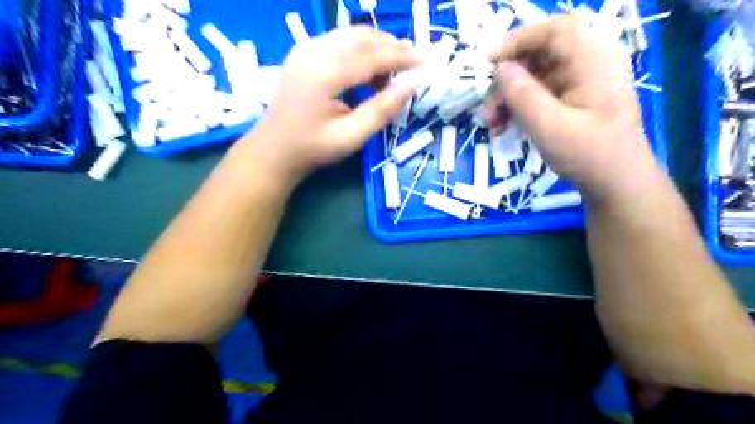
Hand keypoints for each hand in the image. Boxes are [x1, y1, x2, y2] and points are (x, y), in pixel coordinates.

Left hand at [244, 26, 420, 182]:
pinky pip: (340, 41)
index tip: (426, 63)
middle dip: (392, 48)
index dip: (402, 57)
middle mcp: (313, 51)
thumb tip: (410, 87)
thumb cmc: (313, 148)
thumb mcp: (351, 137)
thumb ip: (381, 111)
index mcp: (324, 73)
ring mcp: (306, 48)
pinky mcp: (305, 52)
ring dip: (377, 48)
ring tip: (391, 75)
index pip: (372, 54)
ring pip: (352, 35)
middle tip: (412, 67)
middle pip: (362, 36)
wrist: (274, 149)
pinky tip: (368, 74)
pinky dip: (361, 51)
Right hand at [486, 13, 659, 201]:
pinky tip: (504, 127)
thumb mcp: (550, 127)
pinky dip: (519, 107)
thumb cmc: (589, 155)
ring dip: (509, 97)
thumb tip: (500, 70)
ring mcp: (581, 83)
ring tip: (492, 124)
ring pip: (535, 76)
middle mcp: (588, 63)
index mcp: (593, 59)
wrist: (617, 184)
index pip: (553, 31)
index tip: (488, 64)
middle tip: (488, 108)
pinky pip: (540, 93)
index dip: (517, 41)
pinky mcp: (573, 100)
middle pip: (539, 55)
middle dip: (508, 79)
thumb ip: (524, 95)